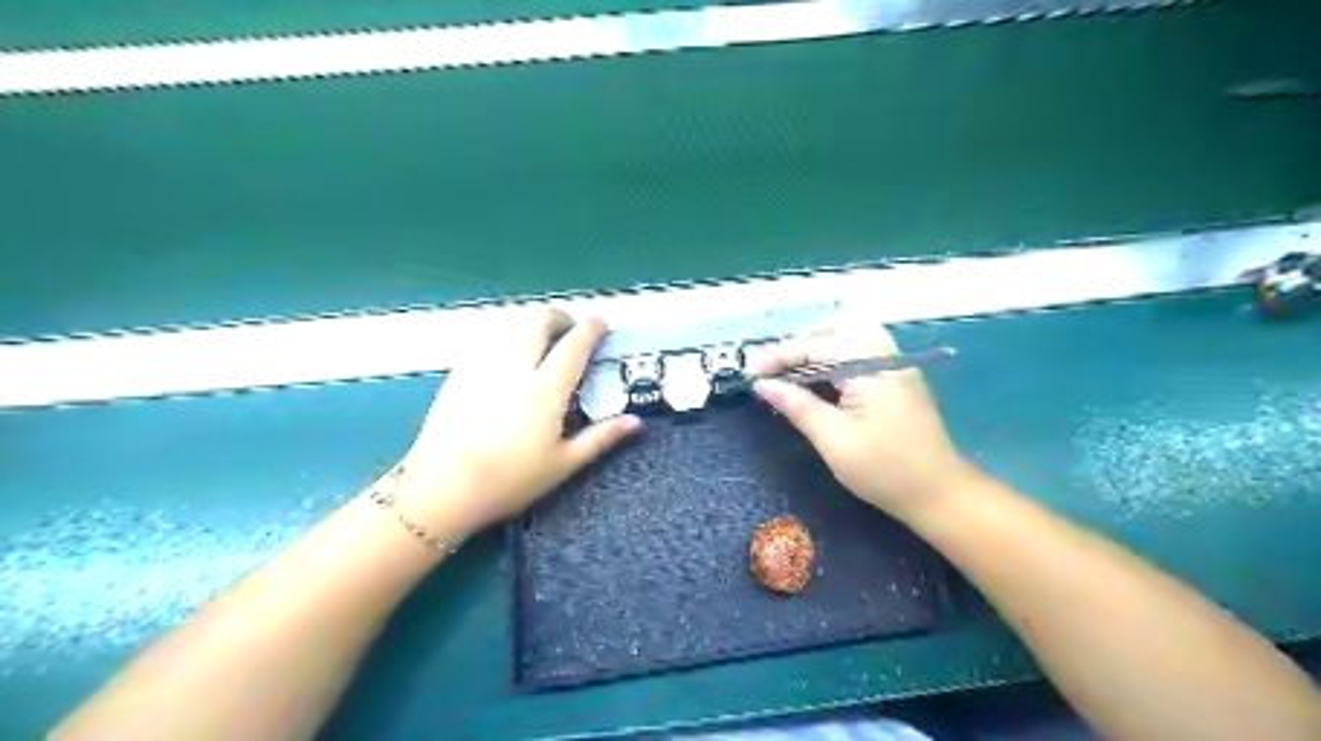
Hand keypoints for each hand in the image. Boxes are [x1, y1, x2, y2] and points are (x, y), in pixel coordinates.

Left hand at [391, 311, 640, 542]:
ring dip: (529, 322)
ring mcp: (483, 365)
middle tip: (569, 329)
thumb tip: (636, 421)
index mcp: (547, 388)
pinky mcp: (459, 372)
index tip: (601, 323)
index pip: (575, 344)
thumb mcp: (563, 464)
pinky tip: (505, 353)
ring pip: (509, 323)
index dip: (592, 328)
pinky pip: (485, 338)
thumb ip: (601, 438)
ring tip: (537, 338)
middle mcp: (516, 366)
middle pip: (539, 320)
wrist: (443, 488)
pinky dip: (503, 334)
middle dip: (559, 316)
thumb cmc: (510, 480)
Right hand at [752, 320, 967, 517]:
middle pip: (834, 333)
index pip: (816, 347)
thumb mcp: (834, 440)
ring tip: (790, 369)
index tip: (751, 373)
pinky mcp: (898, 379)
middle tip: (769, 371)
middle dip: (797, 347)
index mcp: (871, 368)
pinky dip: (834, 358)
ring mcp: (896, 366)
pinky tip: (819, 377)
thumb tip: (763, 385)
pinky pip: (861, 352)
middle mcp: (886, 357)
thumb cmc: (885, 471)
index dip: (779, 356)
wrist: (940, 495)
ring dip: (817, 348)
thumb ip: (798, 406)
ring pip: (850, 338)